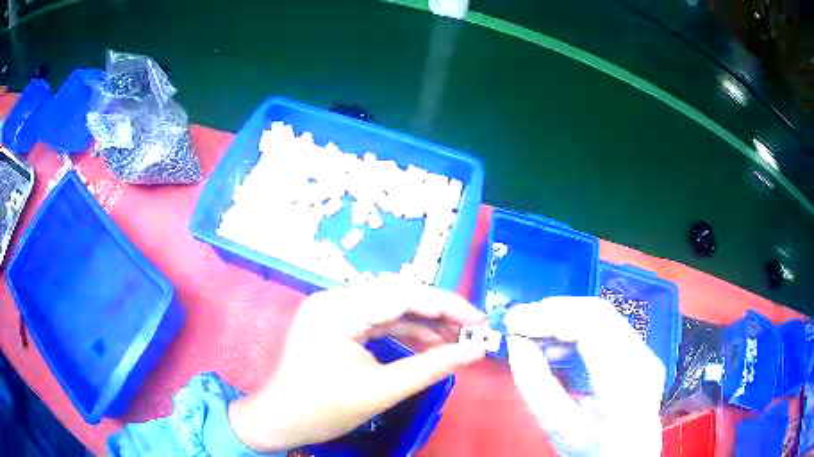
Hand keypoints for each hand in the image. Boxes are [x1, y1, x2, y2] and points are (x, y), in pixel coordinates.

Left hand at [228, 277, 485, 451]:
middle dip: (437, 312)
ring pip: (388, 307)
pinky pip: (376, 320)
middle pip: (396, 296)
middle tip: (471, 329)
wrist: (281, 421)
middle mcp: (334, 300)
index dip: (446, 305)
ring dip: (423, 322)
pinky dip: (404, 331)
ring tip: (455, 338)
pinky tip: (428, 342)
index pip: (402, 294)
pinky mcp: (335, 323)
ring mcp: (333, 310)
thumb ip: (431, 367)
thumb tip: (475, 351)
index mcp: (338, 309)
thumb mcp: (381, 390)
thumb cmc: (323, 409)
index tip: (478, 320)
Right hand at [504, 297, 664, 456]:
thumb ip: (535, 386)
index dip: (550, 317)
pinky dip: (575, 330)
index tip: (513, 322)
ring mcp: (646, 351)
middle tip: (518, 324)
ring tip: (533, 338)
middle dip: (553, 312)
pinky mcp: (641, 351)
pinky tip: (557, 347)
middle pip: (598, 313)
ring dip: (563, 320)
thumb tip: (517, 343)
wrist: (629, 454)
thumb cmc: (593, 448)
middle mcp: (643, 358)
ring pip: (602, 315)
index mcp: (626, 383)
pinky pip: (606, 327)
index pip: (592, 326)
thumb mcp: (558, 428)